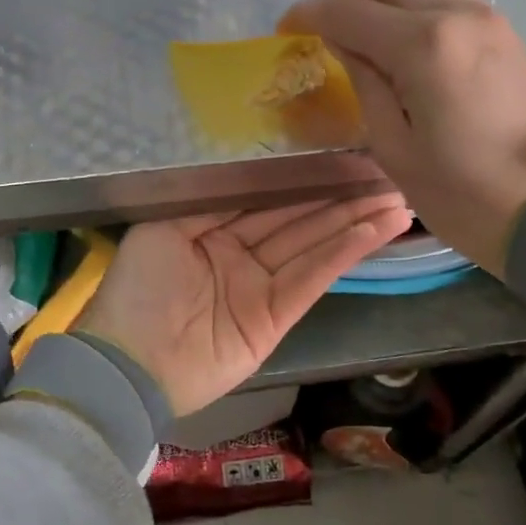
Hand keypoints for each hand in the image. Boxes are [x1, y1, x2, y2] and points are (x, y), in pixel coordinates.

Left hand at [76, 196, 410, 416]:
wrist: (129, 365)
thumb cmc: (139, 290)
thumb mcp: (161, 229)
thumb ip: (210, 201)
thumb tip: (256, 176)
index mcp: (210, 231)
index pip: (266, 199)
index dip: (303, 181)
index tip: (340, 159)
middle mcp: (240, 255)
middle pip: (298, 220)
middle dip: (340, 198)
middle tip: (384, 175)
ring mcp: (259, 287)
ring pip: (314, 245)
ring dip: (355, 222)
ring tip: (397, 200)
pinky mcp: (276, 317)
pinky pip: (313, 278)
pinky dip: (345, 254)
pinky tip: (376, 230)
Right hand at [282, 0, 525, 275]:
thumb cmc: (457, 193)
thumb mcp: (391, 145)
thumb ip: (363, 80)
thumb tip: (343, 41)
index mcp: (423, 47)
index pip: (348, 10)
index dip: (308, 14)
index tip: (287, 28)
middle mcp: (456, 13)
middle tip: (327, 26)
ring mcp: (486, 15)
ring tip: (369, 25)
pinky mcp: (503, 28)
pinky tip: (407, 37)